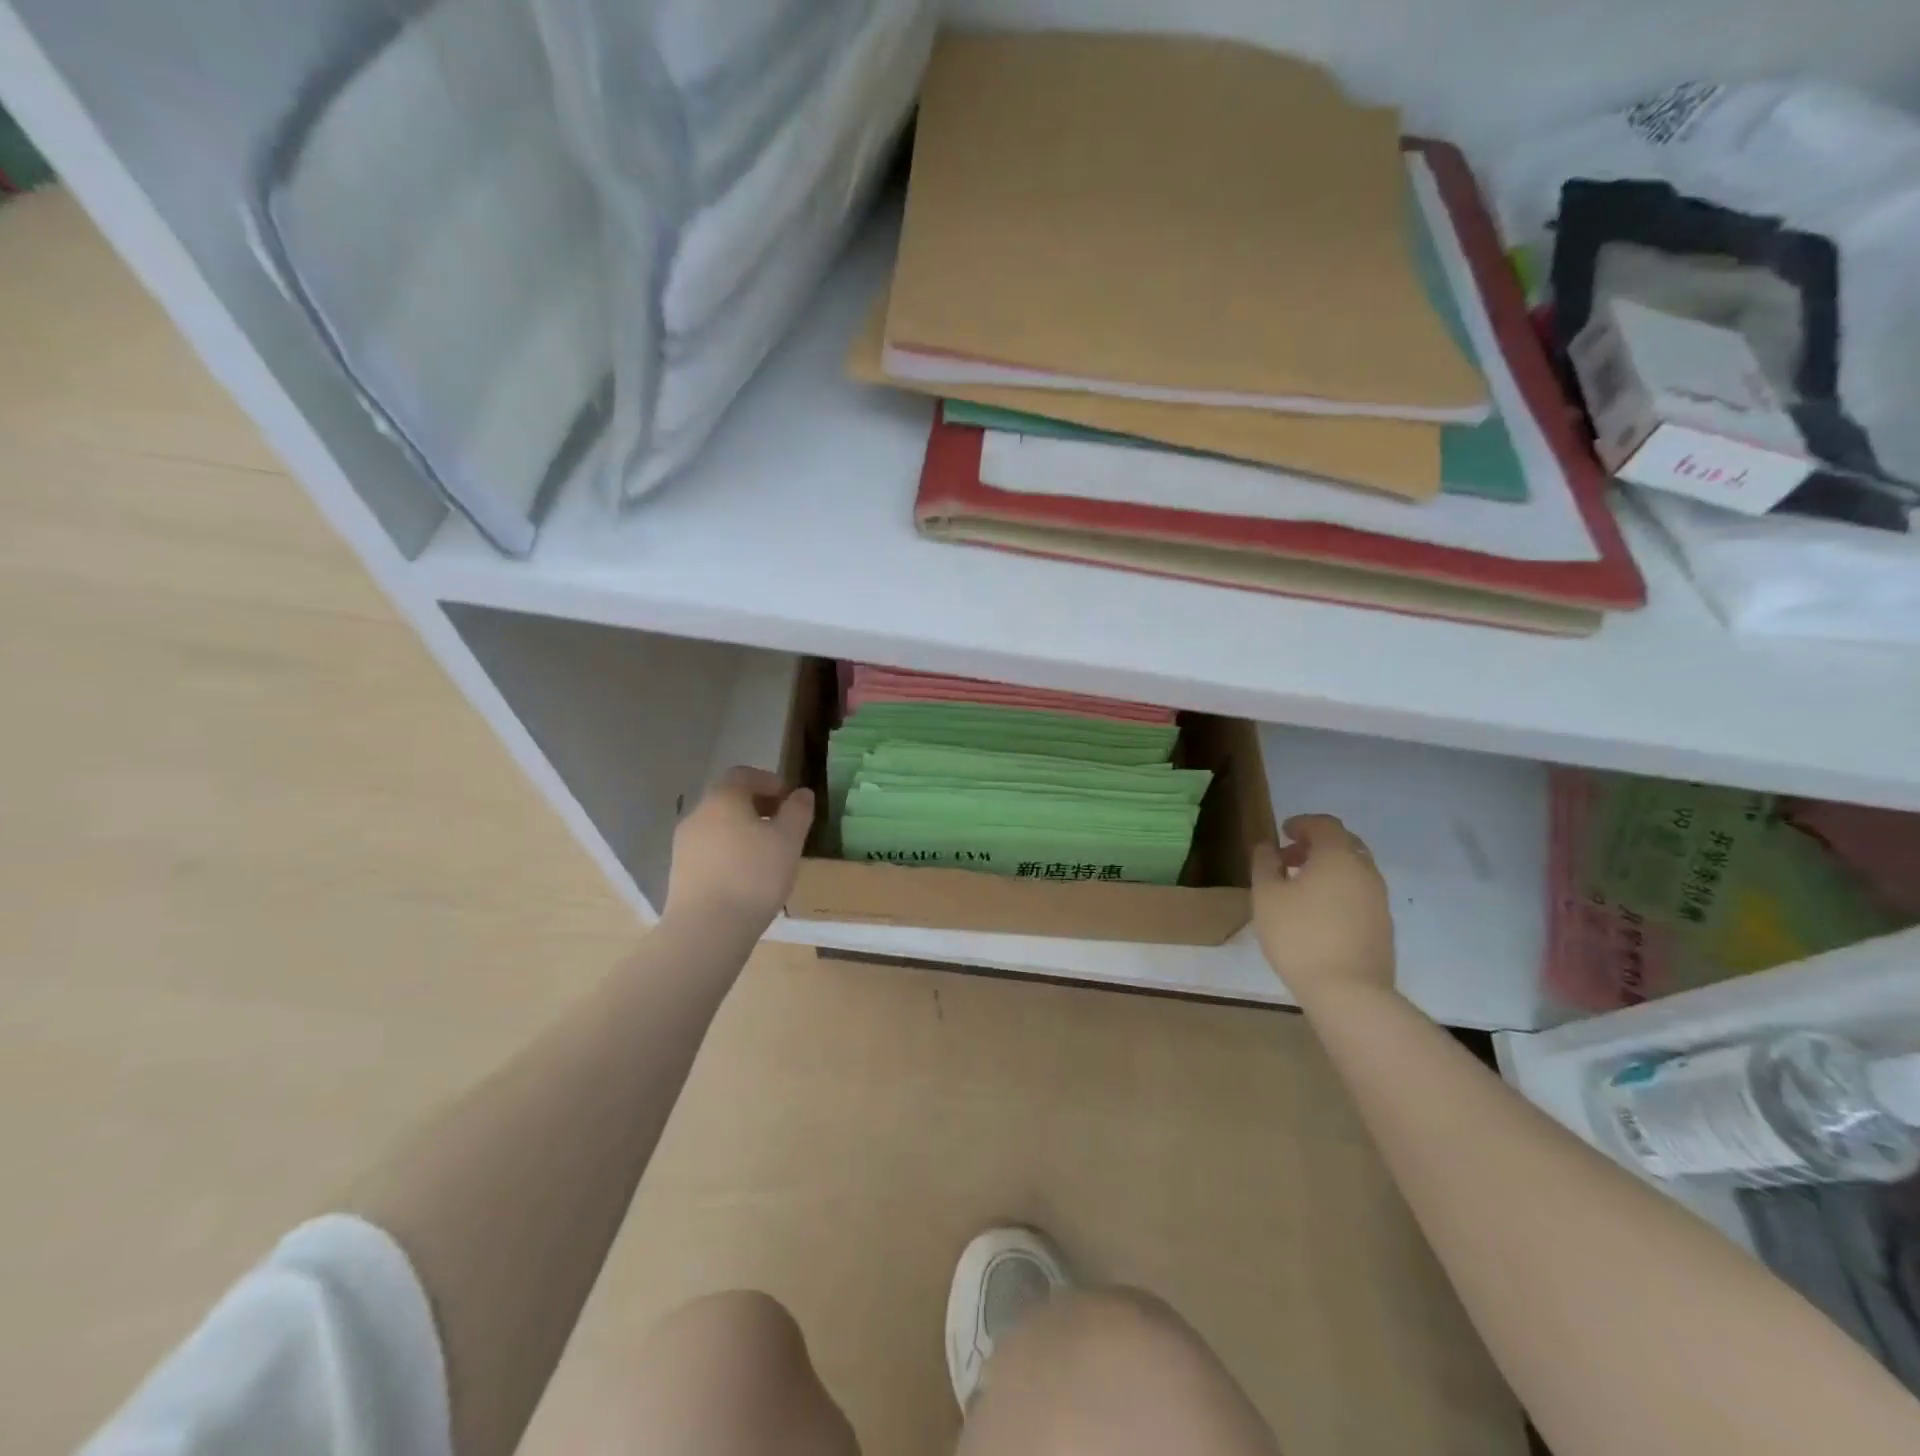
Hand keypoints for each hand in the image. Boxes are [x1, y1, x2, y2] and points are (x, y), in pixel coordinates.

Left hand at [663, 767, 814, 932]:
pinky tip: (746, 877)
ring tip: (767, 855)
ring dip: (742, 832)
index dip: (769, 782)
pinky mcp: (680, 873)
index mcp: (723, 798)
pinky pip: (709, 852)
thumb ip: (798, 812)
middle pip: (729, 800)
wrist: (706, 929)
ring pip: (718, 827)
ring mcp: (684, 845)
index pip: (743, 774)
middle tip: (782, 827)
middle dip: (757, 808)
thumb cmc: (754, 876)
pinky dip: (729, 854)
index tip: (789, 800)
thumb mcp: (789, 840)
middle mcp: (697, 814)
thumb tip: (802, 793)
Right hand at [1250, 814, 1394, 999]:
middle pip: (1344, 844)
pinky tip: (1319, 913)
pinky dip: (1340, 890)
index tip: (1282, 832)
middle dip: (1316, 844)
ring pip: (1354, 870)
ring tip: (1300, 887)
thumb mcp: (1267, 896)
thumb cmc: (1299, 936)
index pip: (1325, 824)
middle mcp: (1365, 871)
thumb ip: (1265, 864)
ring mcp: (1379, 900)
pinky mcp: (1383, 926)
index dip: (1302, 823)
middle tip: (1289, 857)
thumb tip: (1267, 847)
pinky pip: (1360, 894)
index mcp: (1338, 857)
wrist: (1348, 992)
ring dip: (1328, 868)